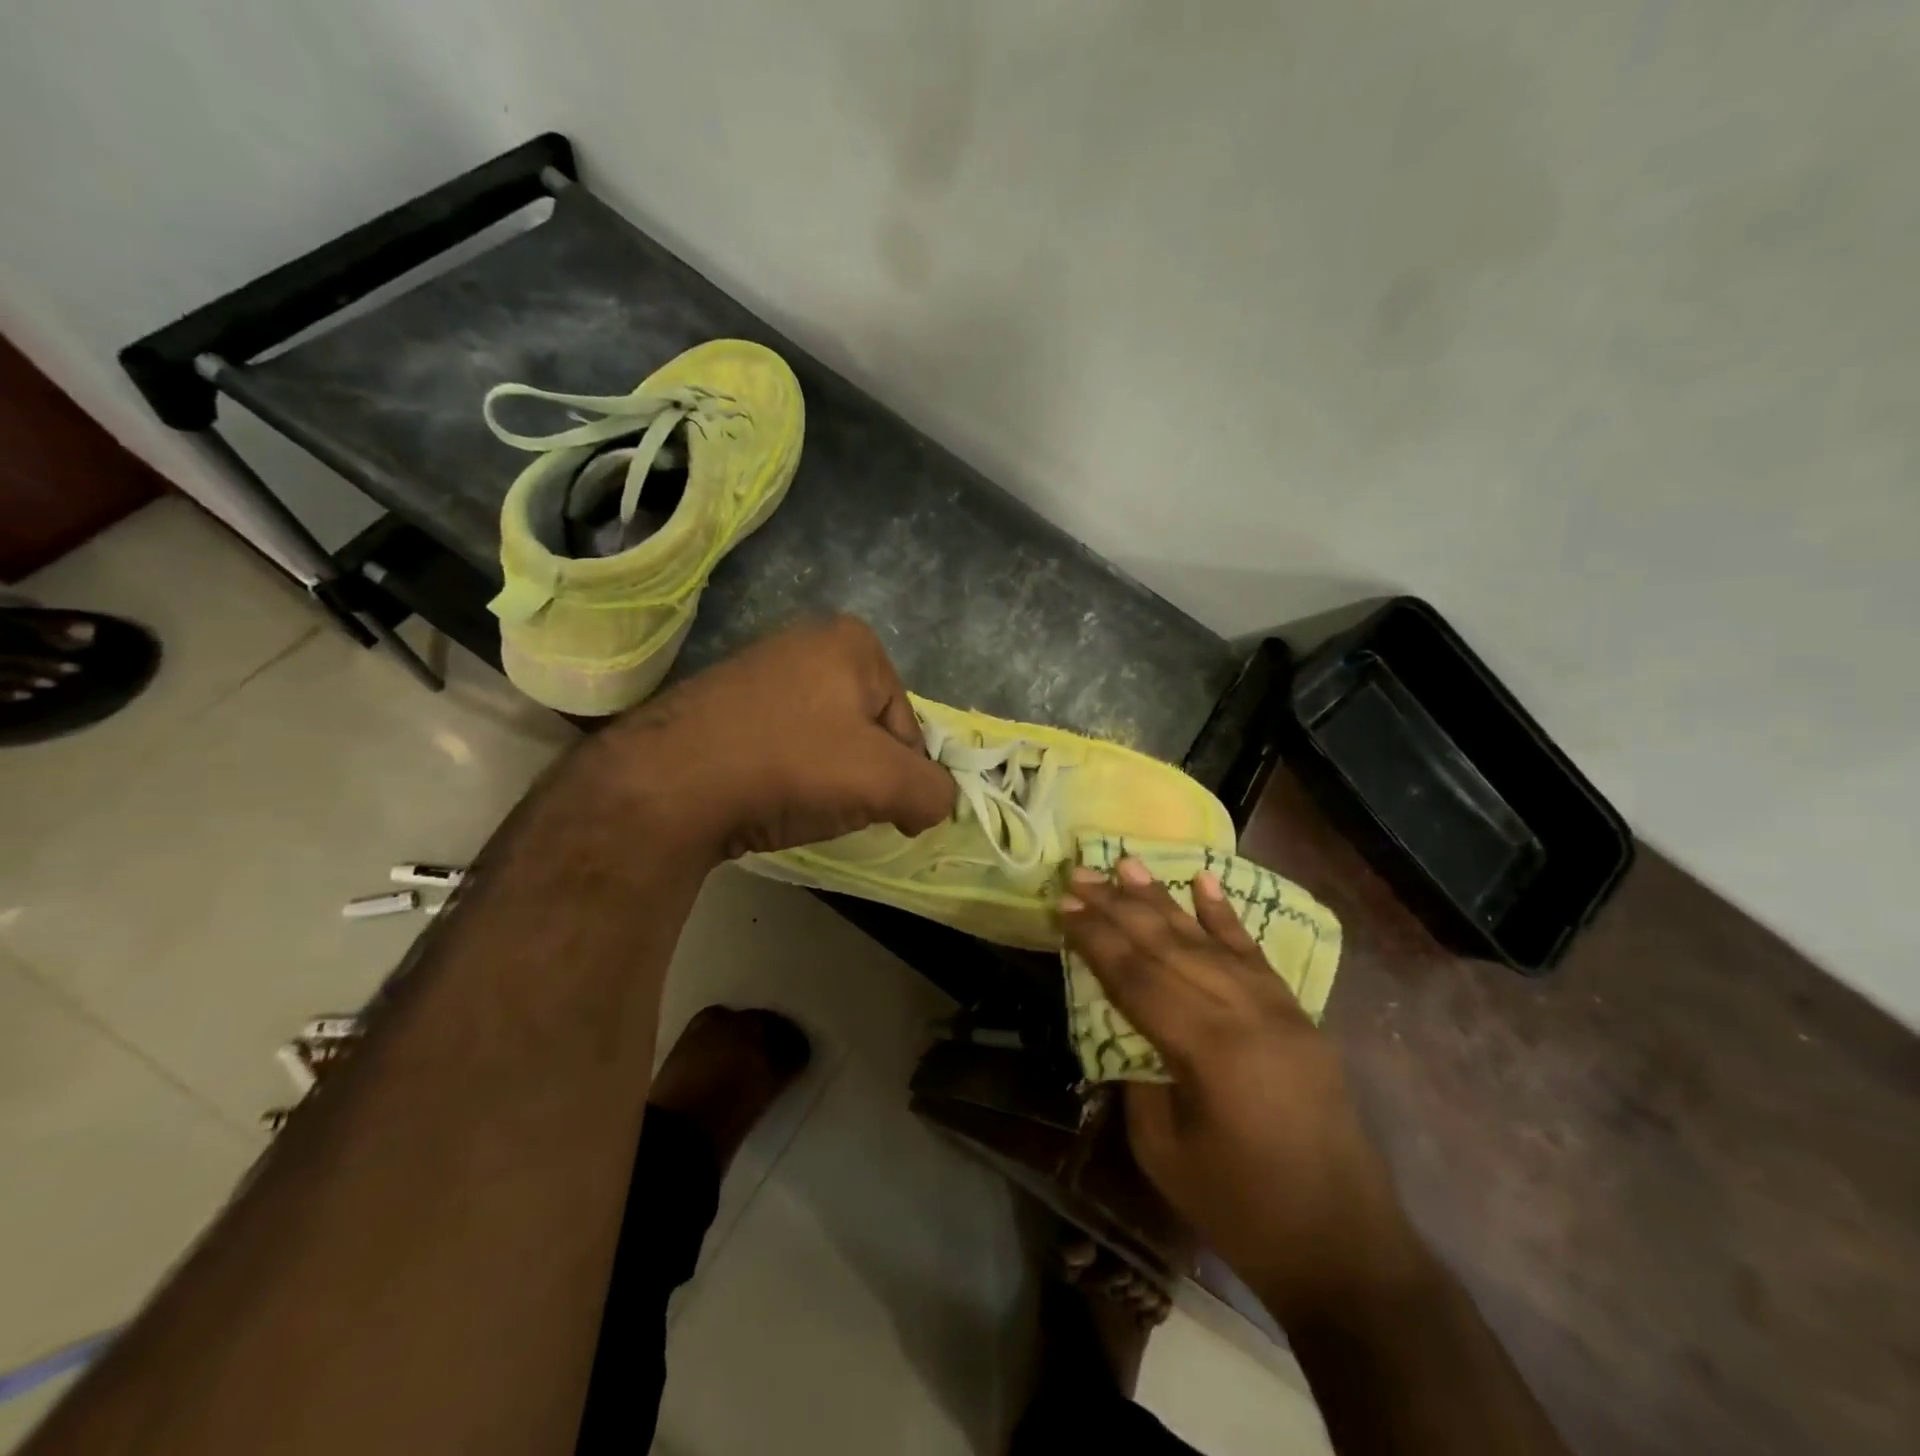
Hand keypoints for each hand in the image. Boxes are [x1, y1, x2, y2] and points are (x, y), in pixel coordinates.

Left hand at [590, 615, 954, 859]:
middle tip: (833, 805)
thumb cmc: (791, 767)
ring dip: (824, 778)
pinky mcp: (724, 700)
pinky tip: (765, 794)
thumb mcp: (885, 783)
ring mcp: (761, 667)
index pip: (908, 726)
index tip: (879, 810)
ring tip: (796, 802)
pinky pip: (782, 742)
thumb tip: (935, 803)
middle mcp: (808, 640)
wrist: (669, 784)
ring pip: (825, 740)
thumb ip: (933, 792)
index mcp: (854, 642)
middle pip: (867, 730)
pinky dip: (786, 772)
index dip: (902, 777)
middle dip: (861, 775)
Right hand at [1061, 859, 1429, 1324]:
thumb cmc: (1242, 1210)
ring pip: (1208, 940)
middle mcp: (1245, 1013)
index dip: (1096, 938)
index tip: (1063, 905)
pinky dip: (1226, 916)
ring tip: (1128, 864)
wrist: (1345, 1247)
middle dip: (1119, 907)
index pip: (1138, 976)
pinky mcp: (1297, 1015)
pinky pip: (1255, 954)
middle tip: (1082, 873)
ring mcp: (1277, 1009)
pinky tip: (1205, 883)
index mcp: (1208, 1050)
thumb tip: (1123, 1024)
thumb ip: (1139, 1075)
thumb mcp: (1164, 1152)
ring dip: (1164, 900)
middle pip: (1168, 947)